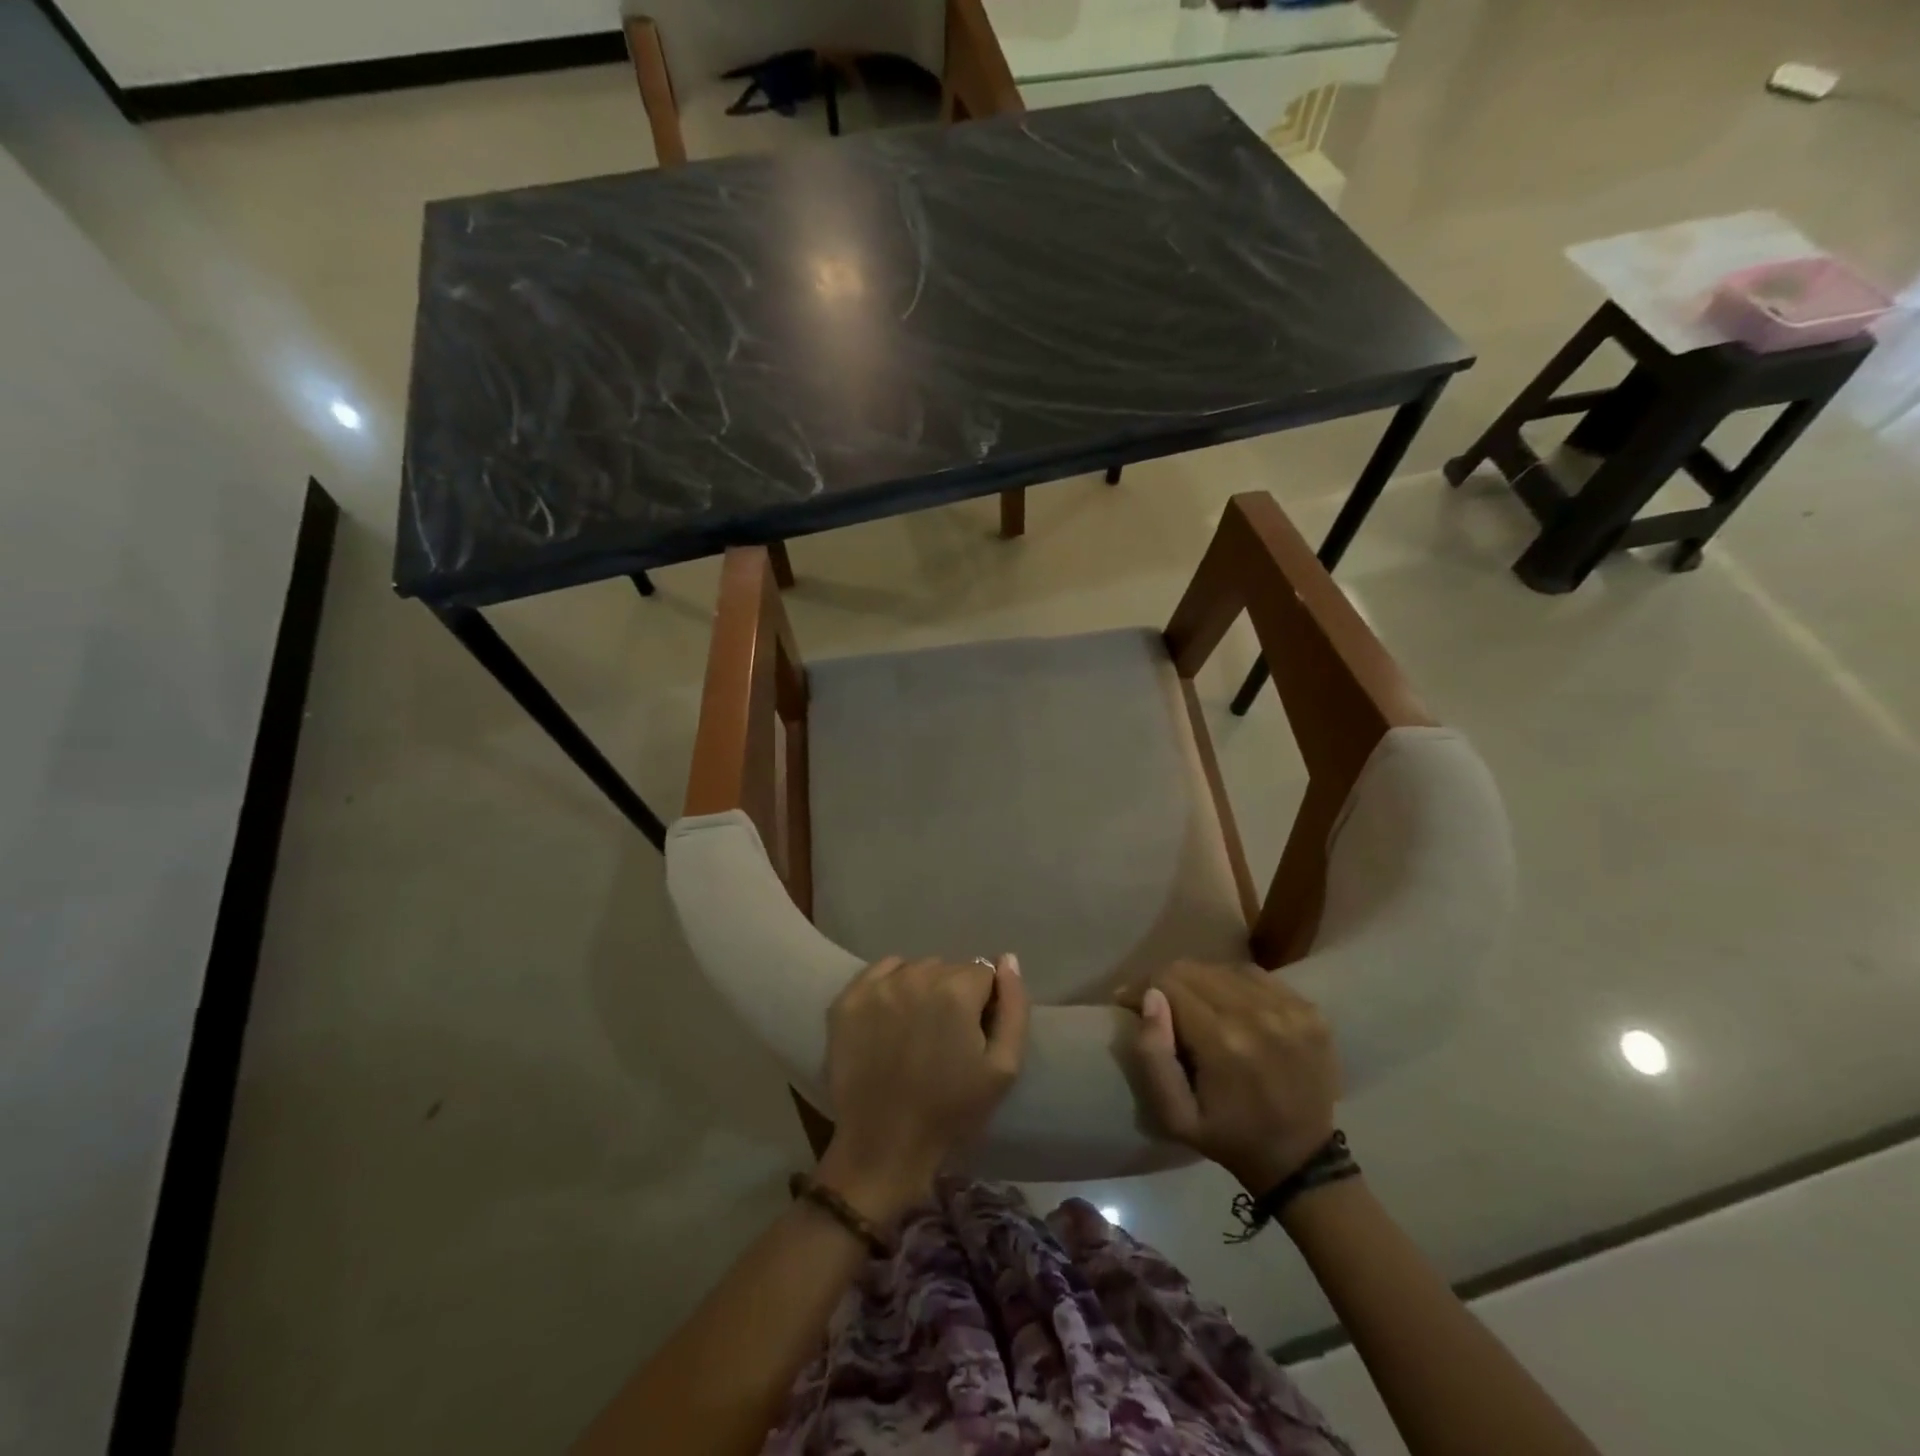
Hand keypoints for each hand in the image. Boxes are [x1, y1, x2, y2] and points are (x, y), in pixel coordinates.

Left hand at [820, 955, 1028, 1220]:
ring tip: (917, 1030)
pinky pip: (881, 973)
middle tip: (945, 1036)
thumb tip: (1007, 960)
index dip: (983, 1003)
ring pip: (915, 968)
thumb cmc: (951, 1110)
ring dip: (922, 989)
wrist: (883, 1145)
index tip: (973, 1034)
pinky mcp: (848, 999)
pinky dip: (891, 986)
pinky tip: (891, 1019)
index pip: (982, 974)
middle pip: (948, 968)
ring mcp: (878, 986)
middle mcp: (915, 976)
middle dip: (953, 993)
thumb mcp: (1004, 1067)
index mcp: (956, 990)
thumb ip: (1015, 1007)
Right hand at [1126, 960, 1338, 1194]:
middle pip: (1193, 969)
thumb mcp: (1174, 1115)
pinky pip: (1255, 977)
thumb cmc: (1228, 1137)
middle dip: (1166, 982)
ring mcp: (1289, 1010)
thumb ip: (1152, 1056)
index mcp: (1222, 1041)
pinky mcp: (1309, 1010)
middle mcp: (1258, 1014)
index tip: (1128, 1003)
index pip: (1167, 983)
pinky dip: (1233, 984)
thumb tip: (1150, 998)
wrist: (1301, 1160)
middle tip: (1158, 1005)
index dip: (1141, 988)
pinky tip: (1228, 1005)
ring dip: (1200, 982)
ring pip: (1223, 968)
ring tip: (1193, 1006)